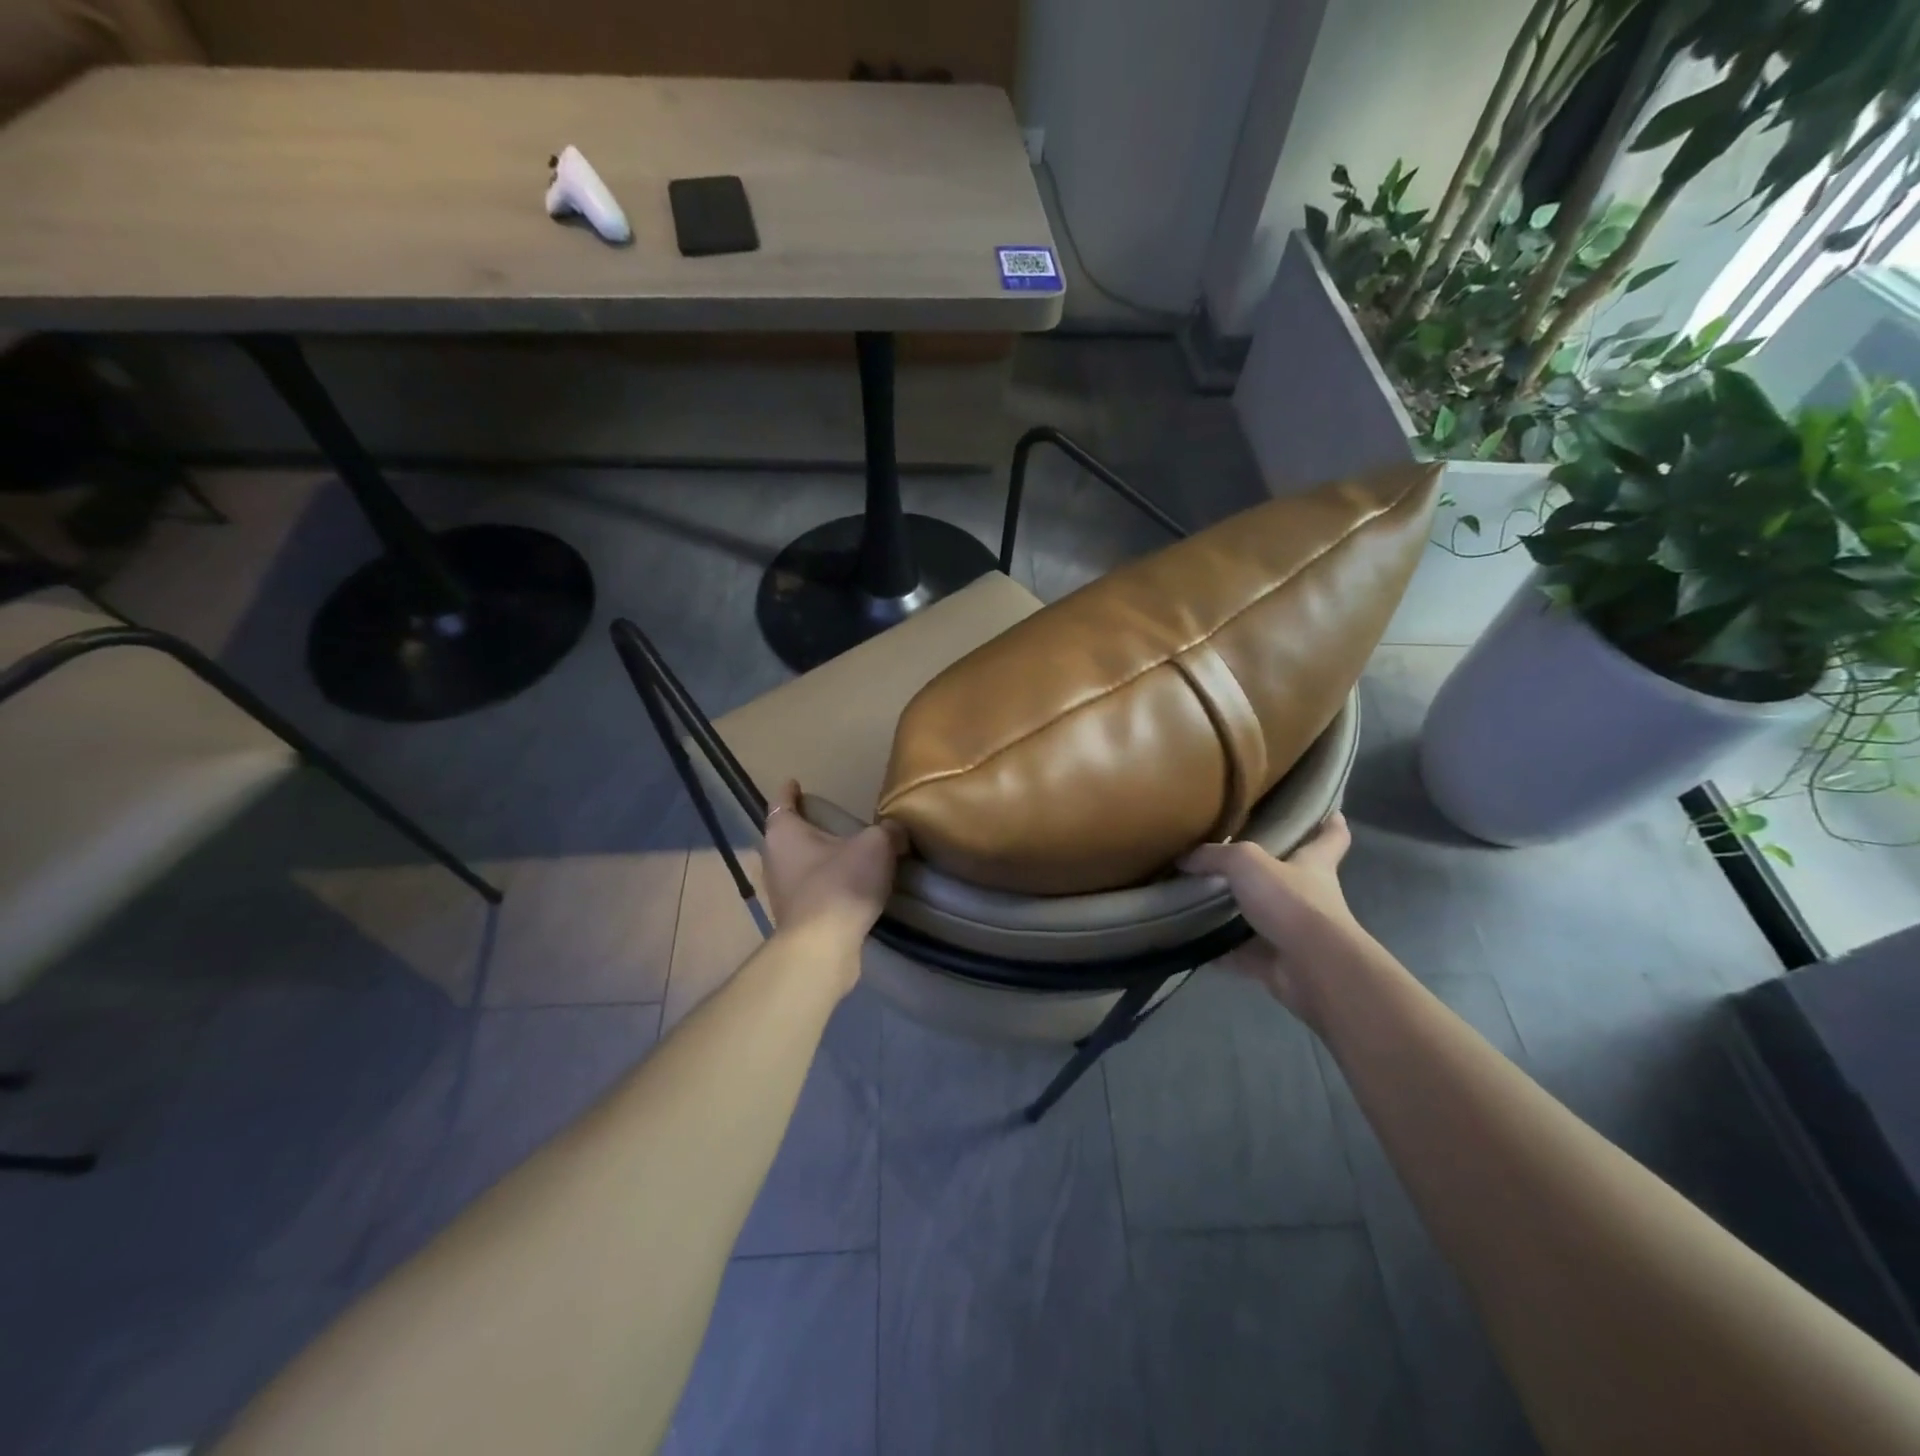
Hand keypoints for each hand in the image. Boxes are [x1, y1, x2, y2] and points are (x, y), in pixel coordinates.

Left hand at [762, 780, 907, 950]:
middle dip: (806, 826)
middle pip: (787, 834)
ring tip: (843, 853)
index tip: (796, 783)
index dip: (789, 790)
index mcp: (784, 832)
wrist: (823, 947)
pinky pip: (808, 890)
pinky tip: (846, 886)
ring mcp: (780, 891)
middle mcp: (773, 858)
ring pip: (796, 864)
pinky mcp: (793, 917)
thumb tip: (896, 831)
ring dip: (815, 858)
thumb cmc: (841, 884)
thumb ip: (888, 831)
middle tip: (831, 820)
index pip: (781, 801)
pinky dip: (823, 884)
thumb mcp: (876, 846)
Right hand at [1180, 813, 1364, 1017]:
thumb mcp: (1246, 863)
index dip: (1330, 822)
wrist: (1312, 967)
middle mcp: (1309, 896)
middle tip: (1232, 856)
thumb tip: (1184, 859)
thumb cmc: (1291, 902)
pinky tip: (1191, 941)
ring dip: (1237, 911)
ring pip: (1262, 916)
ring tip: (1200, 897)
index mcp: (1313, 864)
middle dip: (1268, 868)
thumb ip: (1214, 856)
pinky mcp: (1277, 962)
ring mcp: (1294, 932)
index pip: (1331, 836)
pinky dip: (1219, 950)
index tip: (1328, 810)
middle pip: (1292, 876)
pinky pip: (1241, 953)